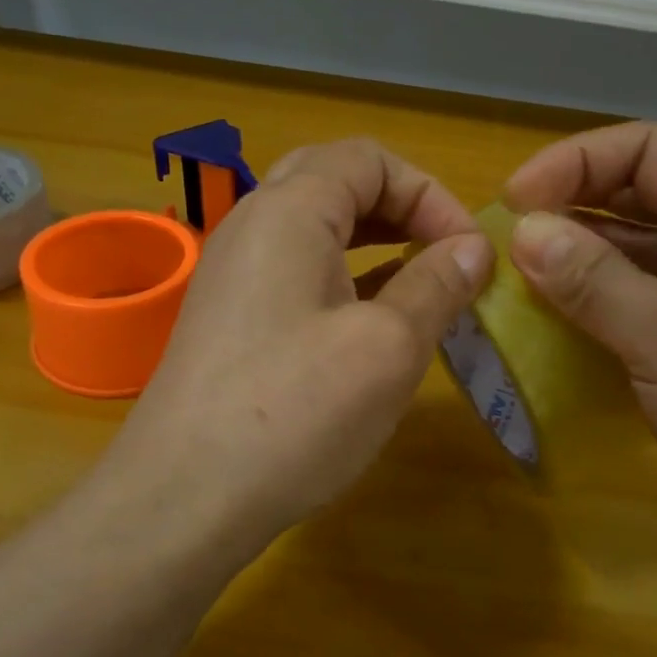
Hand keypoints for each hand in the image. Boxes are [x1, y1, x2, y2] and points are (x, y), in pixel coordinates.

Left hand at [106, 138, 492, 559]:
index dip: (430, 194)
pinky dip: (342, 278)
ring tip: (420, 285)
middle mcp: (252, 226)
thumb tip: (473, 248)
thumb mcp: (387, 348)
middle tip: (443, 256)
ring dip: (373, 244)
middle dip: (401, 210)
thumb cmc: (295, 413)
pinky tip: (372, 321)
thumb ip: (436, 285)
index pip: (369, 158)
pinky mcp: (228, 318)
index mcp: (289, 211)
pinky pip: (294, 272)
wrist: (183, 498)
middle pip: (336, 182)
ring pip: (314, 229)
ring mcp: (232, 273)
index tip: (468, 252)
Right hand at [502, 122, 656, 585]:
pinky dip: (590, 319)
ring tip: (513, 289)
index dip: (580, 160)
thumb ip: (595, 281)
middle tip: (507, 244)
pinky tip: (546, 337)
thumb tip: (524, 230)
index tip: (516, 200)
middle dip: (573, 211)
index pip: (655, 151)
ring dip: (575, 269)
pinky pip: (635, 320)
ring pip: (635, 264)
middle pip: (642, 202)